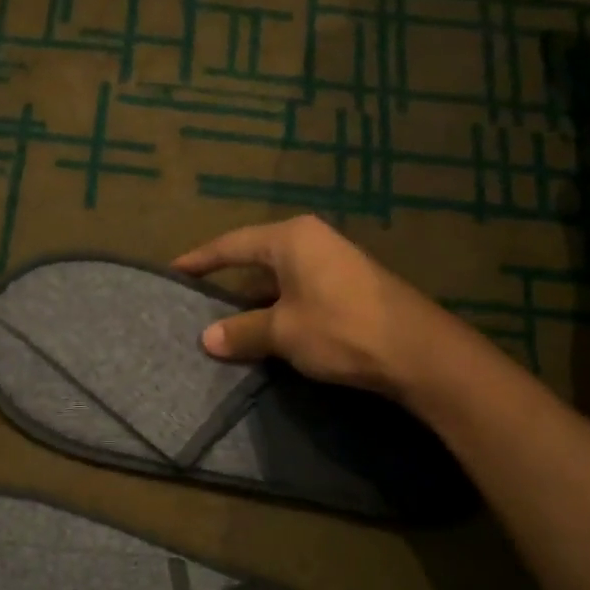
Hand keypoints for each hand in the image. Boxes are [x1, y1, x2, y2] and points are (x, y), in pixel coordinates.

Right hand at [174, 215, 452, 398]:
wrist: (416, 351)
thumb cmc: (340, 329)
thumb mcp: (283, 332)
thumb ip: (242, 331)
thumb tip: (207, 338)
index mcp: (291, 238)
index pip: (232, 244)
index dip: (201, 259)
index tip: (174, 271)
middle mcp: (311, 241)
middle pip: (256, 258)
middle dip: (228, 282)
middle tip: (198, 302)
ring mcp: (333, 262)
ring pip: (279, 279)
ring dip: (254, 302)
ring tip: (227, 325)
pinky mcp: (349, 287)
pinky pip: (299, 292)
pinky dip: (278, 310)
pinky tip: (268, 334)